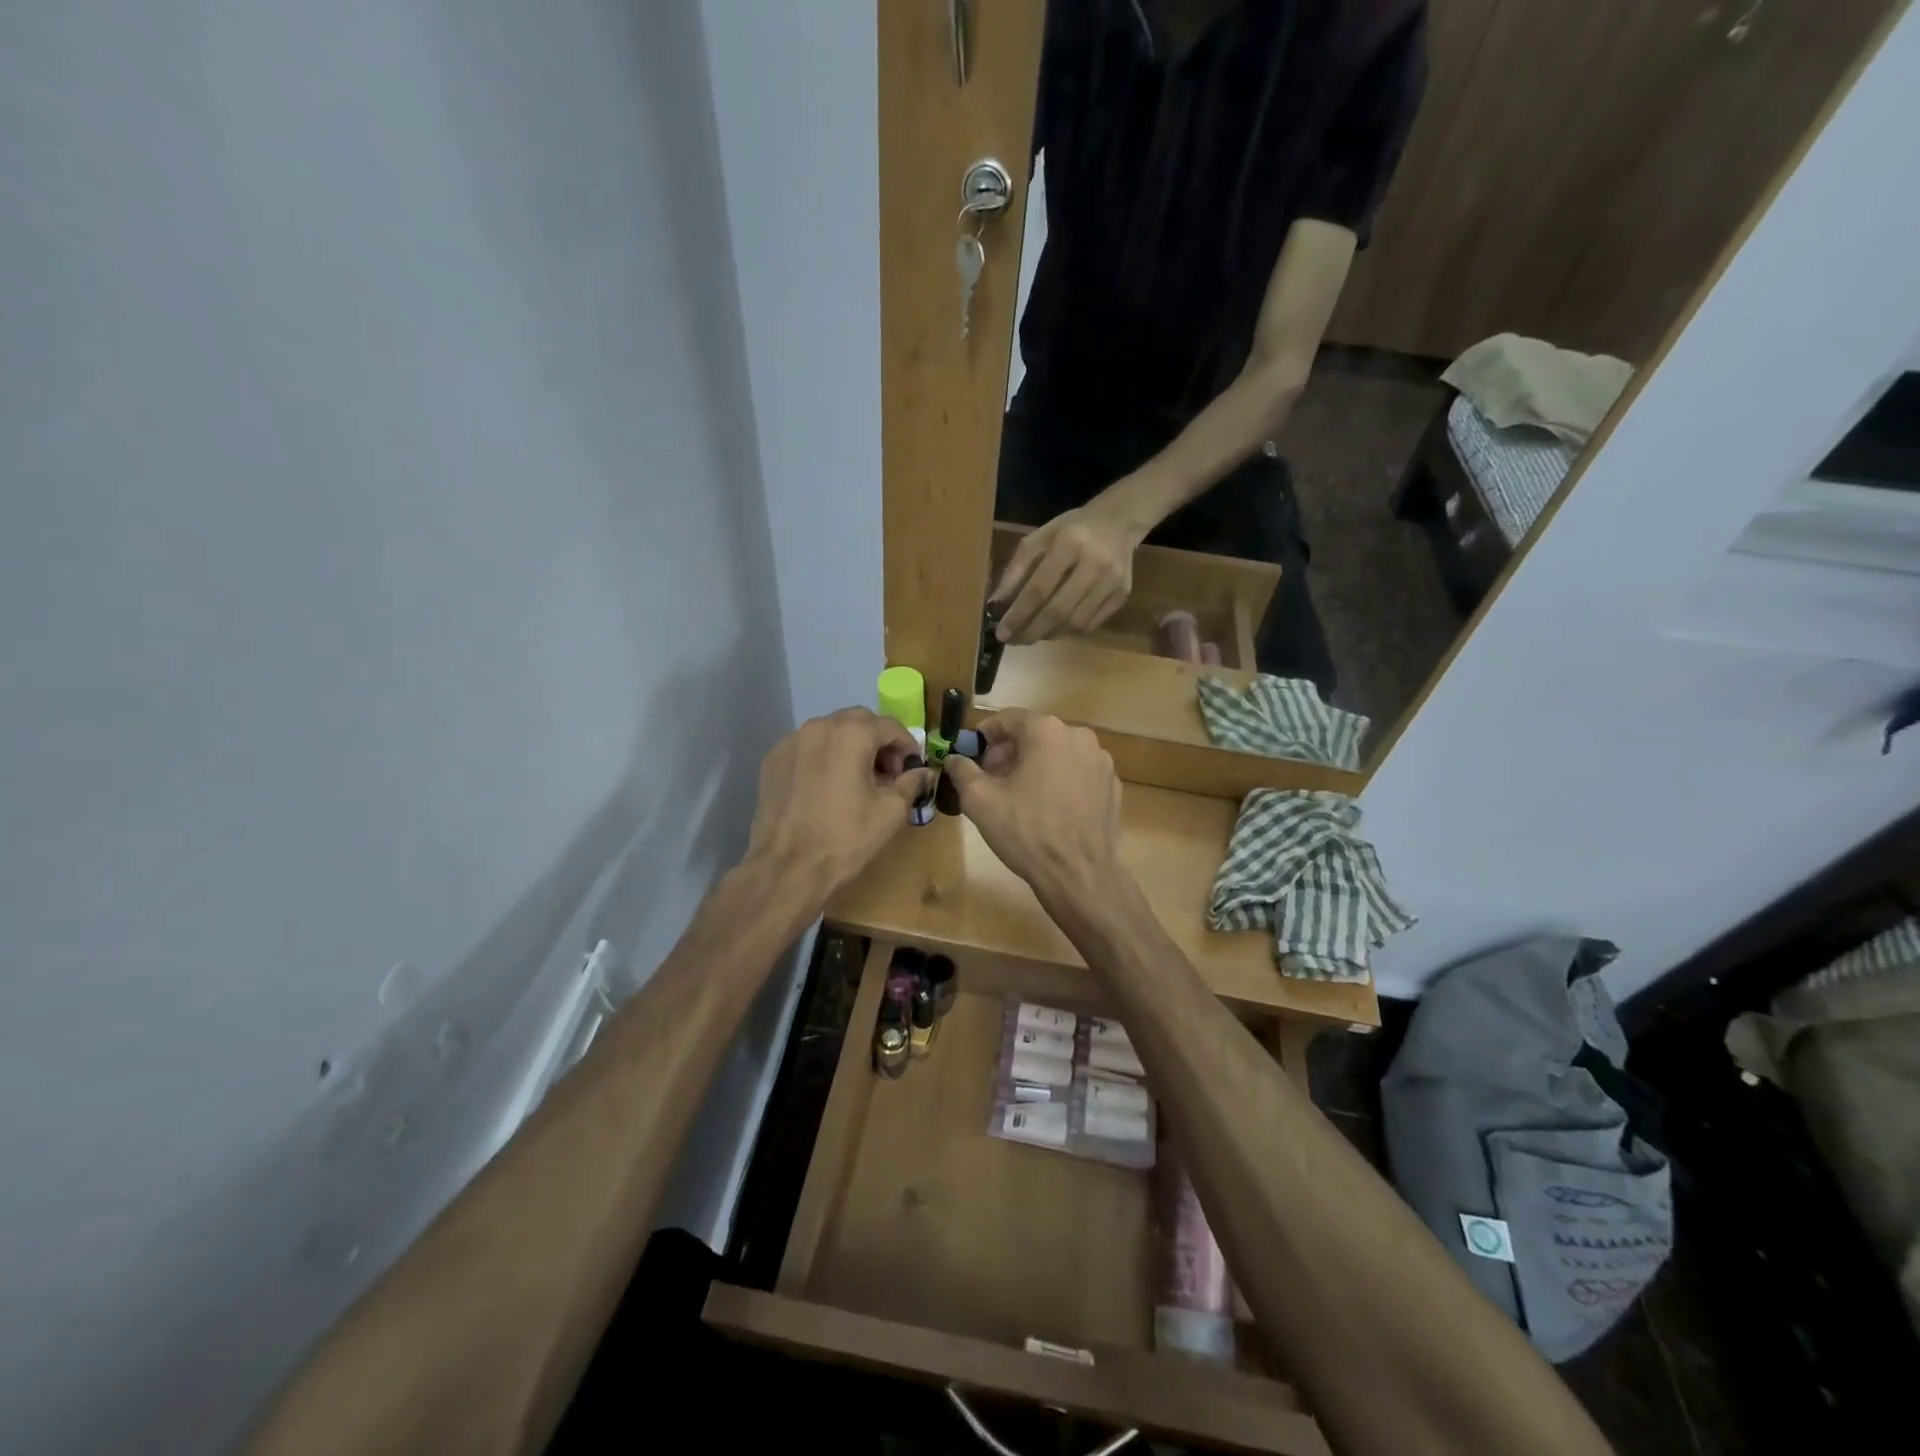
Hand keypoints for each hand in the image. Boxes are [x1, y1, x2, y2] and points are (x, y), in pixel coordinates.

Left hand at [744, 708, 933, 900]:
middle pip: (858, 722)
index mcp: (851, 734)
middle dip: (878, 742)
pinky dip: (824, 758)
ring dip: (850, 748)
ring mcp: (790, 742)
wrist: (788, 868)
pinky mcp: (772, 761)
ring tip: (857, 781)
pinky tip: (827, 788)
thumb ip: (911, 782)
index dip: (907, 745)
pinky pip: (807, 748)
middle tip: (887, 774)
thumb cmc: (846, 837)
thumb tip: (923, 772)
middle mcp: (818, 727)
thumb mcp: (891, 811)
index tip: (911, 769)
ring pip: (830, 733)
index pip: (889, 726)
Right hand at [944, 710, 1121, 908]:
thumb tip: (954, 758)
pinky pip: (1077, 773)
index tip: (972, 757)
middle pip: (1034, 734)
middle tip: (991, 781)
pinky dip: (1059, 781)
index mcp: (1047, 731)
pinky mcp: (1111, 785)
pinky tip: (1048, 810)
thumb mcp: (980, 801)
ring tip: (1018, 798)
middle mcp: (1079, 736)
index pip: (1007, 719)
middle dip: (1008, 753)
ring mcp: (1101, 761)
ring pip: (1057, 753)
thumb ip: (962, 771)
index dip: (984, 736)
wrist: (1079, 874)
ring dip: (1034, 767)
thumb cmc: (1026, 831)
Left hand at [992, 497, 1143, 644]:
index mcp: (1069, 543)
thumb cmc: (1070, 530)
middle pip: (1058, 611)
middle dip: (1031, 631)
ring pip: (1075, 623)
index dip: (1018, 615)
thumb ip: (1015, 571)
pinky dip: (1067, 632)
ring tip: (1031, 634)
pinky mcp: (1122, 595)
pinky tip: (1054, 628)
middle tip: (1013, 640)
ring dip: (1048, 634)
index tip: (1001, 632)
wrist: (1117, 523)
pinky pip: (1090, 625)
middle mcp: (1094, 564)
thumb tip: (996, 607)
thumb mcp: (1038, 540)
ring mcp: (1112, 582)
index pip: (1039, 589)